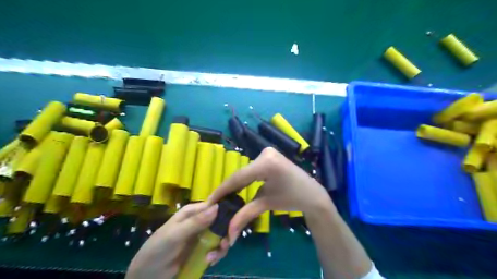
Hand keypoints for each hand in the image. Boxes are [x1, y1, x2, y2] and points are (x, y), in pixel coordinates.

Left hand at [127, 202, 230, 278]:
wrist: (147, 276)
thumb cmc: (157, 250)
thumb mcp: (175, 235)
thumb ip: (195, 222)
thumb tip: (217, 207)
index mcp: (192, 212)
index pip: (213, 205)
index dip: (225, 213)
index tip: (232, 224)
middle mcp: (199, 220)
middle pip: (221, 221)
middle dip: (225, 233)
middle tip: (225, 245)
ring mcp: (202, 235)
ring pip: (221, 235)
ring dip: (221, 247)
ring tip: (212, 258)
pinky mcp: (202, 249)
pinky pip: (216, 248)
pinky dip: (216, 255)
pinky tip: (209, 262)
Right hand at [208, 148, 330, 245]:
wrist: (312, 194)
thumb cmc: (292, 199)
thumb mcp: (266, 204)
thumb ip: (245, 215)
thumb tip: (227, 234)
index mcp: (266, 163)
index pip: (238, 178)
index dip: (222, 190)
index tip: (208, 202)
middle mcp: (265, 153)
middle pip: (241, 174)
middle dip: (227, 189)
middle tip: (214, 203)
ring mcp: (267, 152)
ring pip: (245, 171)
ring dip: (235, 184)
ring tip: (222, 198)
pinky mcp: (268, 155)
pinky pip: (251, 169)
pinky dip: (244, 179)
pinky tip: (236, 189)